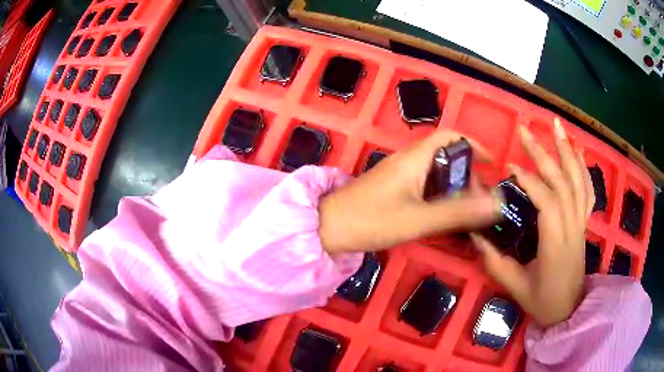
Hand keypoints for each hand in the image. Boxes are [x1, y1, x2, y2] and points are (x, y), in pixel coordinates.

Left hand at [319, 130, 501, 252]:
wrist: (328, 229)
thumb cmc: (371, 221)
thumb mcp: (419, 219)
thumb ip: (458, 212)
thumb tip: (496, 204)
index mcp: (415, 158)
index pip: (450, 137)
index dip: (473, 145)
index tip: (492, 165)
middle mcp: (408, 161)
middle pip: (447, 157)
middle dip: (468, 175)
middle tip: (480, 201)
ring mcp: (400, 175)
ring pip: (436, 174)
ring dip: (455, 188)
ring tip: (468, 211)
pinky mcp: (394, 189)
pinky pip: (425, 186)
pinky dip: (441, 197)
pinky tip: (446, 216)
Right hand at [471, 118, 594, 327]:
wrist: (568, 310)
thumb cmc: (542, 301)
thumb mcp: (515, 287)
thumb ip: (494, 261)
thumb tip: (474, 235)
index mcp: (556, 243)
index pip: (547, 202)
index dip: (529, 181)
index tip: (509, 167)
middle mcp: (572, 226)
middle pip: (562, 182)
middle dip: (543, 153)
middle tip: (525, 130)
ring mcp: (581, 222)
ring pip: (578, 179)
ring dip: (567, 150)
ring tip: (555, 125)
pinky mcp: (584, 222)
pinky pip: (587, 190)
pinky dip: (583, 167)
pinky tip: (576, 150)